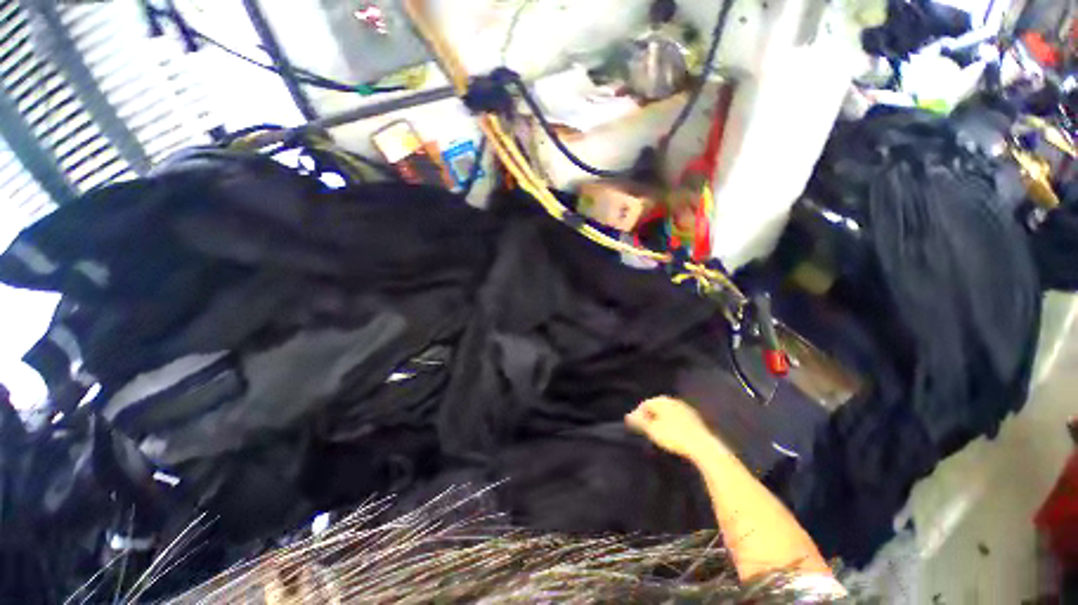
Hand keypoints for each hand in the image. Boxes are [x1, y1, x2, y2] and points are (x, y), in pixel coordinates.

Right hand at [625, 396, 726, 460]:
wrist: (702, 446)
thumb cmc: (674, 436)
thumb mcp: (652, 430)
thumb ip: (639, 422)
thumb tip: (628, 416)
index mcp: (662, 401)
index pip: (645, 404)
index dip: (638, 415)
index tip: (635, 426)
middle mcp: (673, 401)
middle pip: (657, 407)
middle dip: (649, 416)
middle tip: (645, 429)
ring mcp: (685, 408)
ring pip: (668, 412)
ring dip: (661, 420)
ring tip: (657, 432)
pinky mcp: (694, 418)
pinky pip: (677, 417)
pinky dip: (671, 423)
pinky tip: (672, 434)